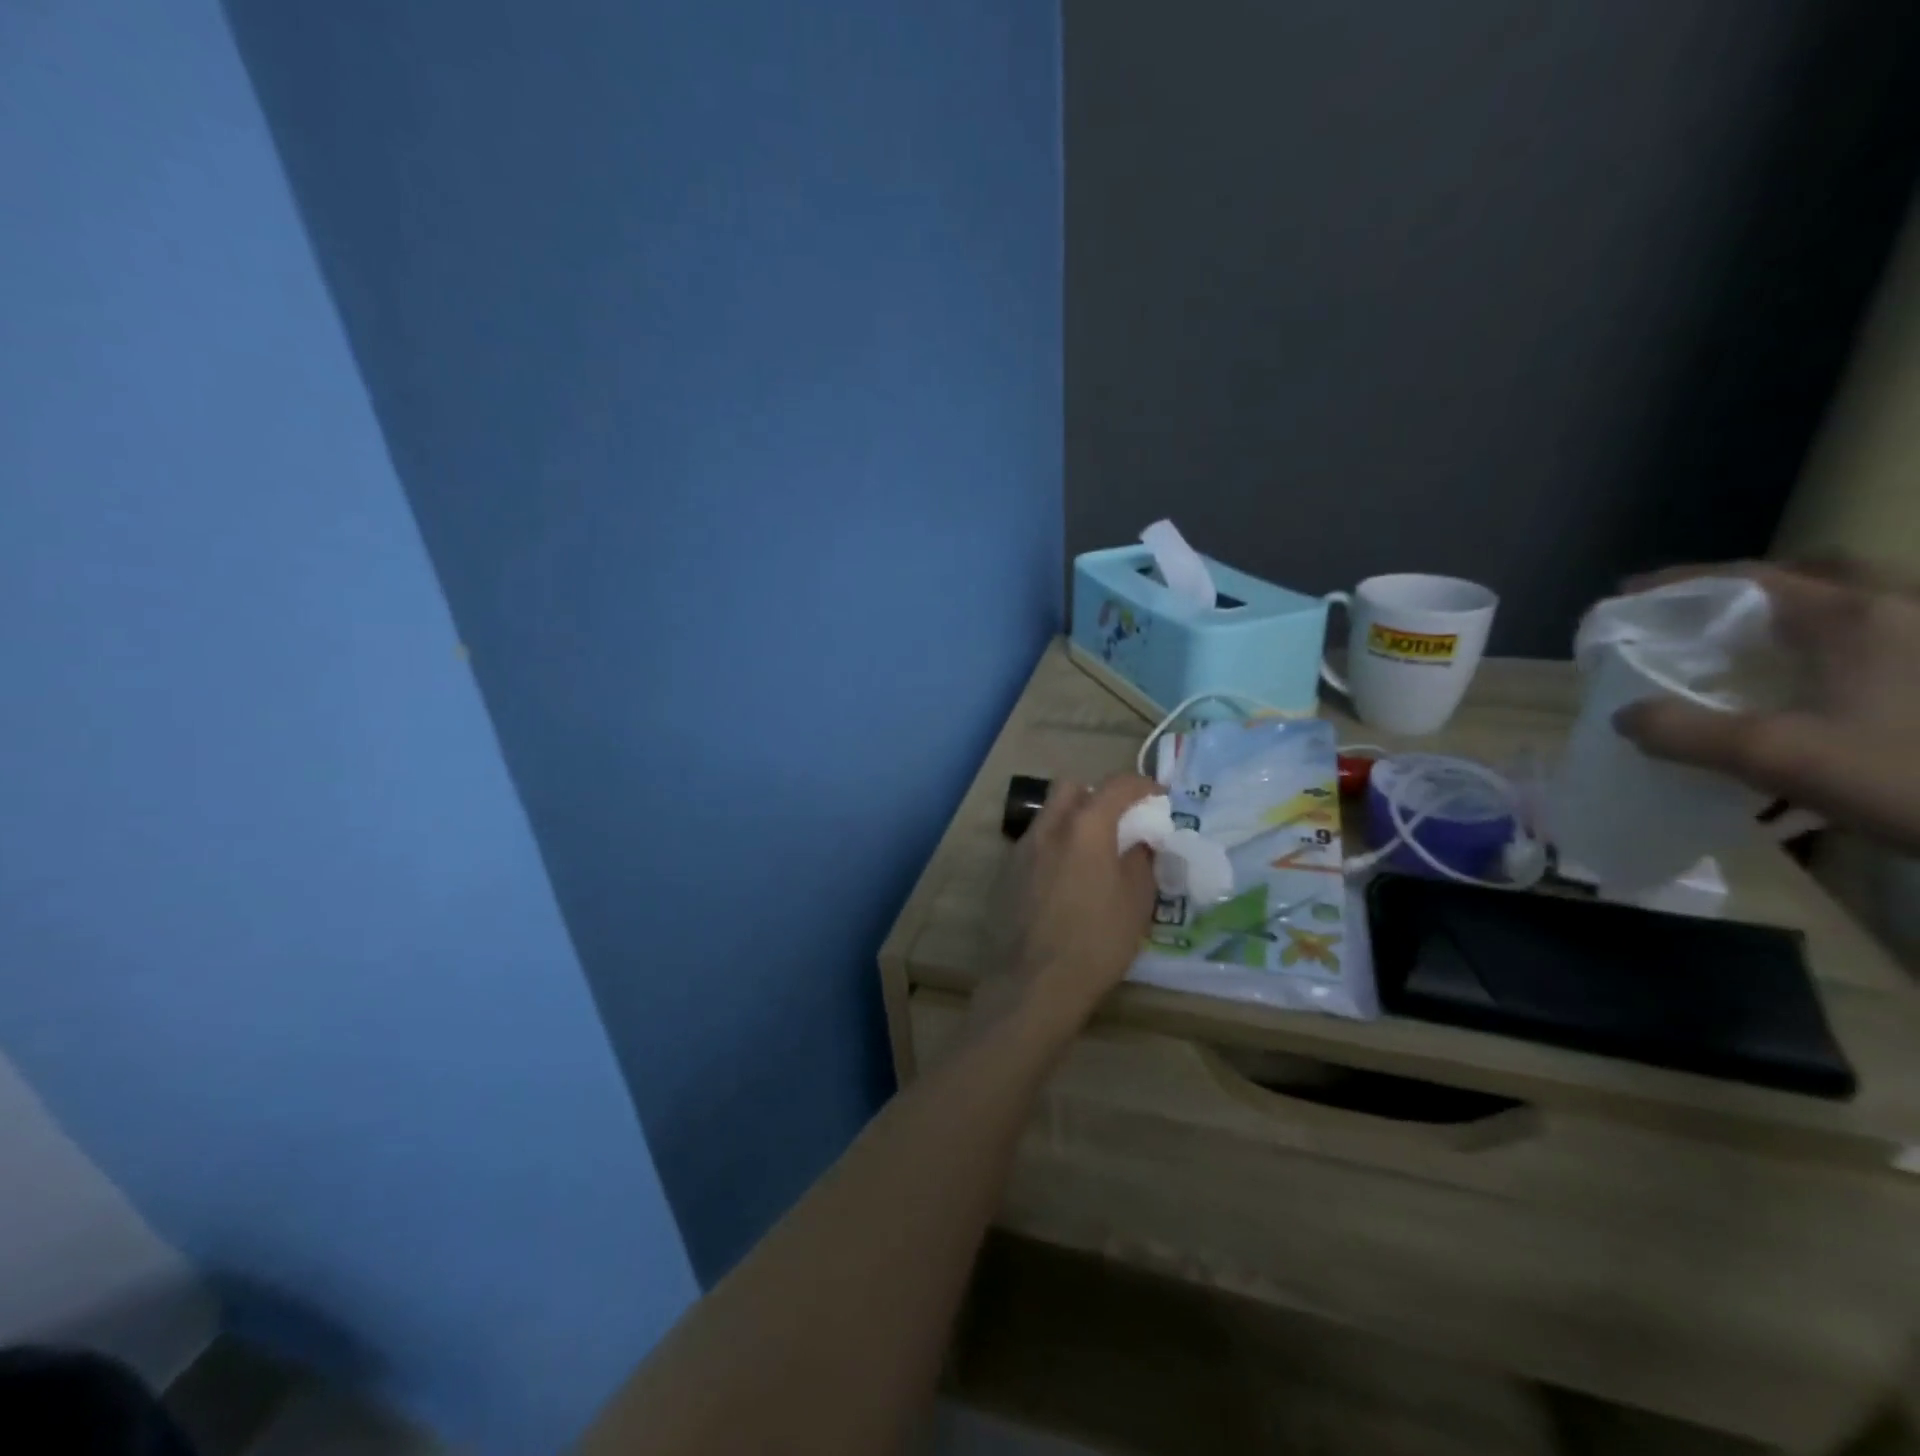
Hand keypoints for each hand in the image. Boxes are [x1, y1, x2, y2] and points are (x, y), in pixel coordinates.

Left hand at [985, 774, 1160, 1038]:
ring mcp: (1022, 848)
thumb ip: (1141, 860)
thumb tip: (1139, 842)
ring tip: (1093, 852)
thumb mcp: (1137, 902)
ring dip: (1073, 820)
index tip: (1158, 797)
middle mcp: (1049, 826)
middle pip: (1071, 787)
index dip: (1141, 785)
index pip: (1116, 784)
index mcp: (1085, 826)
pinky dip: (1055, 845)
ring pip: (1049, 814)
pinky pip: (1036, 842)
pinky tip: (1067, 878)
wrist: (1035, 982)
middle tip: (1118, 821)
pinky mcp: (1007, 872)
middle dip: (1097, 794)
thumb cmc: (1097, 941)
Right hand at [1614, 561, 1919, 852]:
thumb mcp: (1780, 758)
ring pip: (1860, 607)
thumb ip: (1687, 732)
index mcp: (1853, 617)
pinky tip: (1820, 686)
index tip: (1626, 595)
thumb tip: (1625, 715)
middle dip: (1751, 587)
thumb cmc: (1913, 775)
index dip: (1679, 583)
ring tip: (1754, 647)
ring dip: (1800, 616)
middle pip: (1819, 575)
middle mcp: (1902, 613)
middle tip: (1700, 615)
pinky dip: (1837, 647)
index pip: (1748, 578)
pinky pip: (1884, 643)